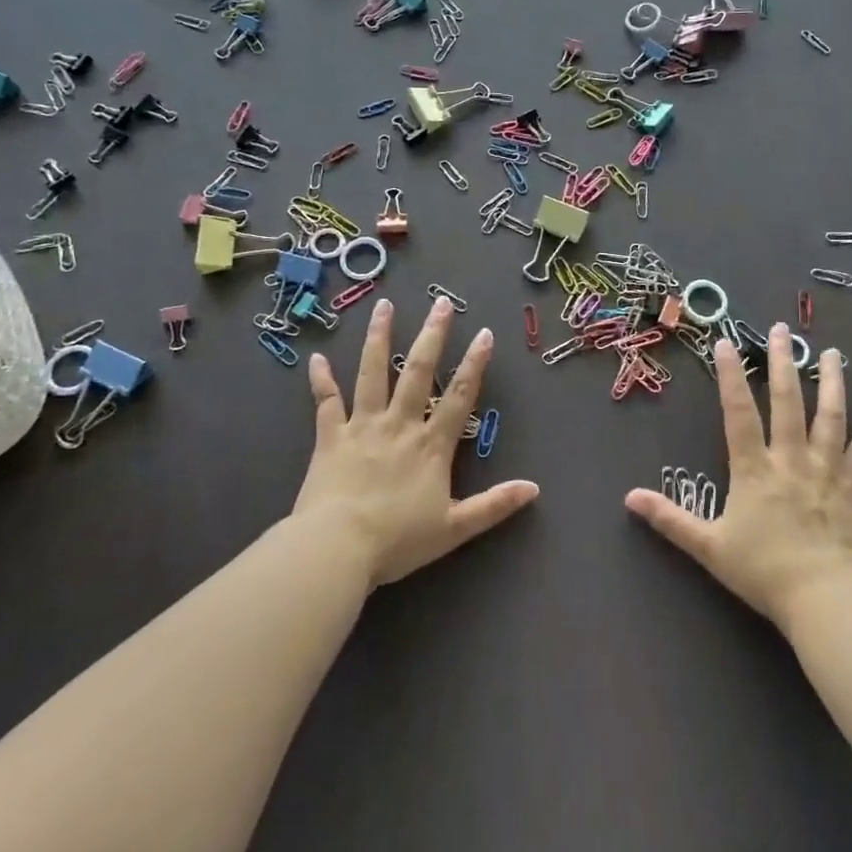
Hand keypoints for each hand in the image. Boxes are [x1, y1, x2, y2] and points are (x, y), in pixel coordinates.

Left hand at [294, 296, 538, 588]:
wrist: (336, 548)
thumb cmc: (397, 540)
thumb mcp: (454, 529)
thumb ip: (494, 506)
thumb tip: (535, 489)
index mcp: (430, 445)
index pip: (458, 396)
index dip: (474, 364)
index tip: (484, 333)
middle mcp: (399, 424)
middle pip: (417, 372)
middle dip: (432, 335)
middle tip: (441, 303)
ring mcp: (362, 427)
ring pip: (372, 374)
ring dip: (378, 338)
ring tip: (384, 307)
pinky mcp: (329, 438)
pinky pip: (325, 403)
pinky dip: (321, 381)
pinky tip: (316, 358)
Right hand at [625, 324, 851, 629]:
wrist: (823, 599)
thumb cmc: (762, 571)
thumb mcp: (708, 547)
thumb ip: (670, 519)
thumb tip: (629, 498)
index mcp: (754, 469)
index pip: (739, 413)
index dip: (731, 377)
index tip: (727, 343)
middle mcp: (790, 460)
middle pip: (788, 403)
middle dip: (783, 364)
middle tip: (782, 330)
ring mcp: (825, 473)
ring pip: (830, 419)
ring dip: (832, 384)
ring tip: (833, 354)